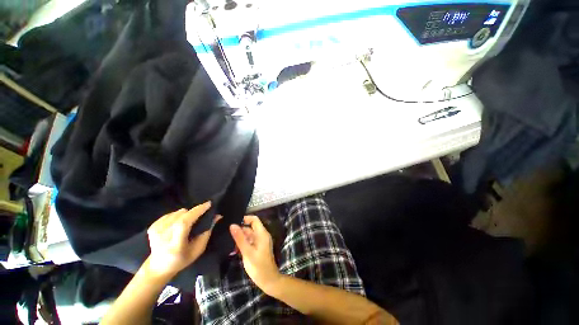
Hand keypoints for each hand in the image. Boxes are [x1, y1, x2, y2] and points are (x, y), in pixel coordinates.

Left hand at [146, 202, 221, 277]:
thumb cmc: (182, 259)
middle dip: (195, 211)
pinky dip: (177, 216)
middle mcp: (163, 236)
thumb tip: (217, 216)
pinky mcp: (152, 227)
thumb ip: (207, 232)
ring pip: (178, 212)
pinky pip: (170, 214)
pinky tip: (177, 224)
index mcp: (175, 245)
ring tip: (188, 222)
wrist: (158, 267)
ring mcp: (156, 231)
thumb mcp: (199, 249)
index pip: (184, 223)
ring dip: (186, 214)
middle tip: (203, 213)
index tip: (208, 204)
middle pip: (182, 215)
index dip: (197, 211)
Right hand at [230, 216, 280, 292]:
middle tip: (227, 234)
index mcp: (262, 234)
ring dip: (240, 238)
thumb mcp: (247, 252)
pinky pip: (249, 242)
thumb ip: (240, 238)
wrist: (268, 280)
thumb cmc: (258, 266)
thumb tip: (232, 225)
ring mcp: (260, 242)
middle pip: (250, 227)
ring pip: (249, 235)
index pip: (254, 219)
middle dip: (240, 230)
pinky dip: (243, 244)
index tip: (233, 222)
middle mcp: (262, 235)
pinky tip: (234, 250)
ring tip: (228, 243)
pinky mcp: (258, 248)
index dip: (245, 218)